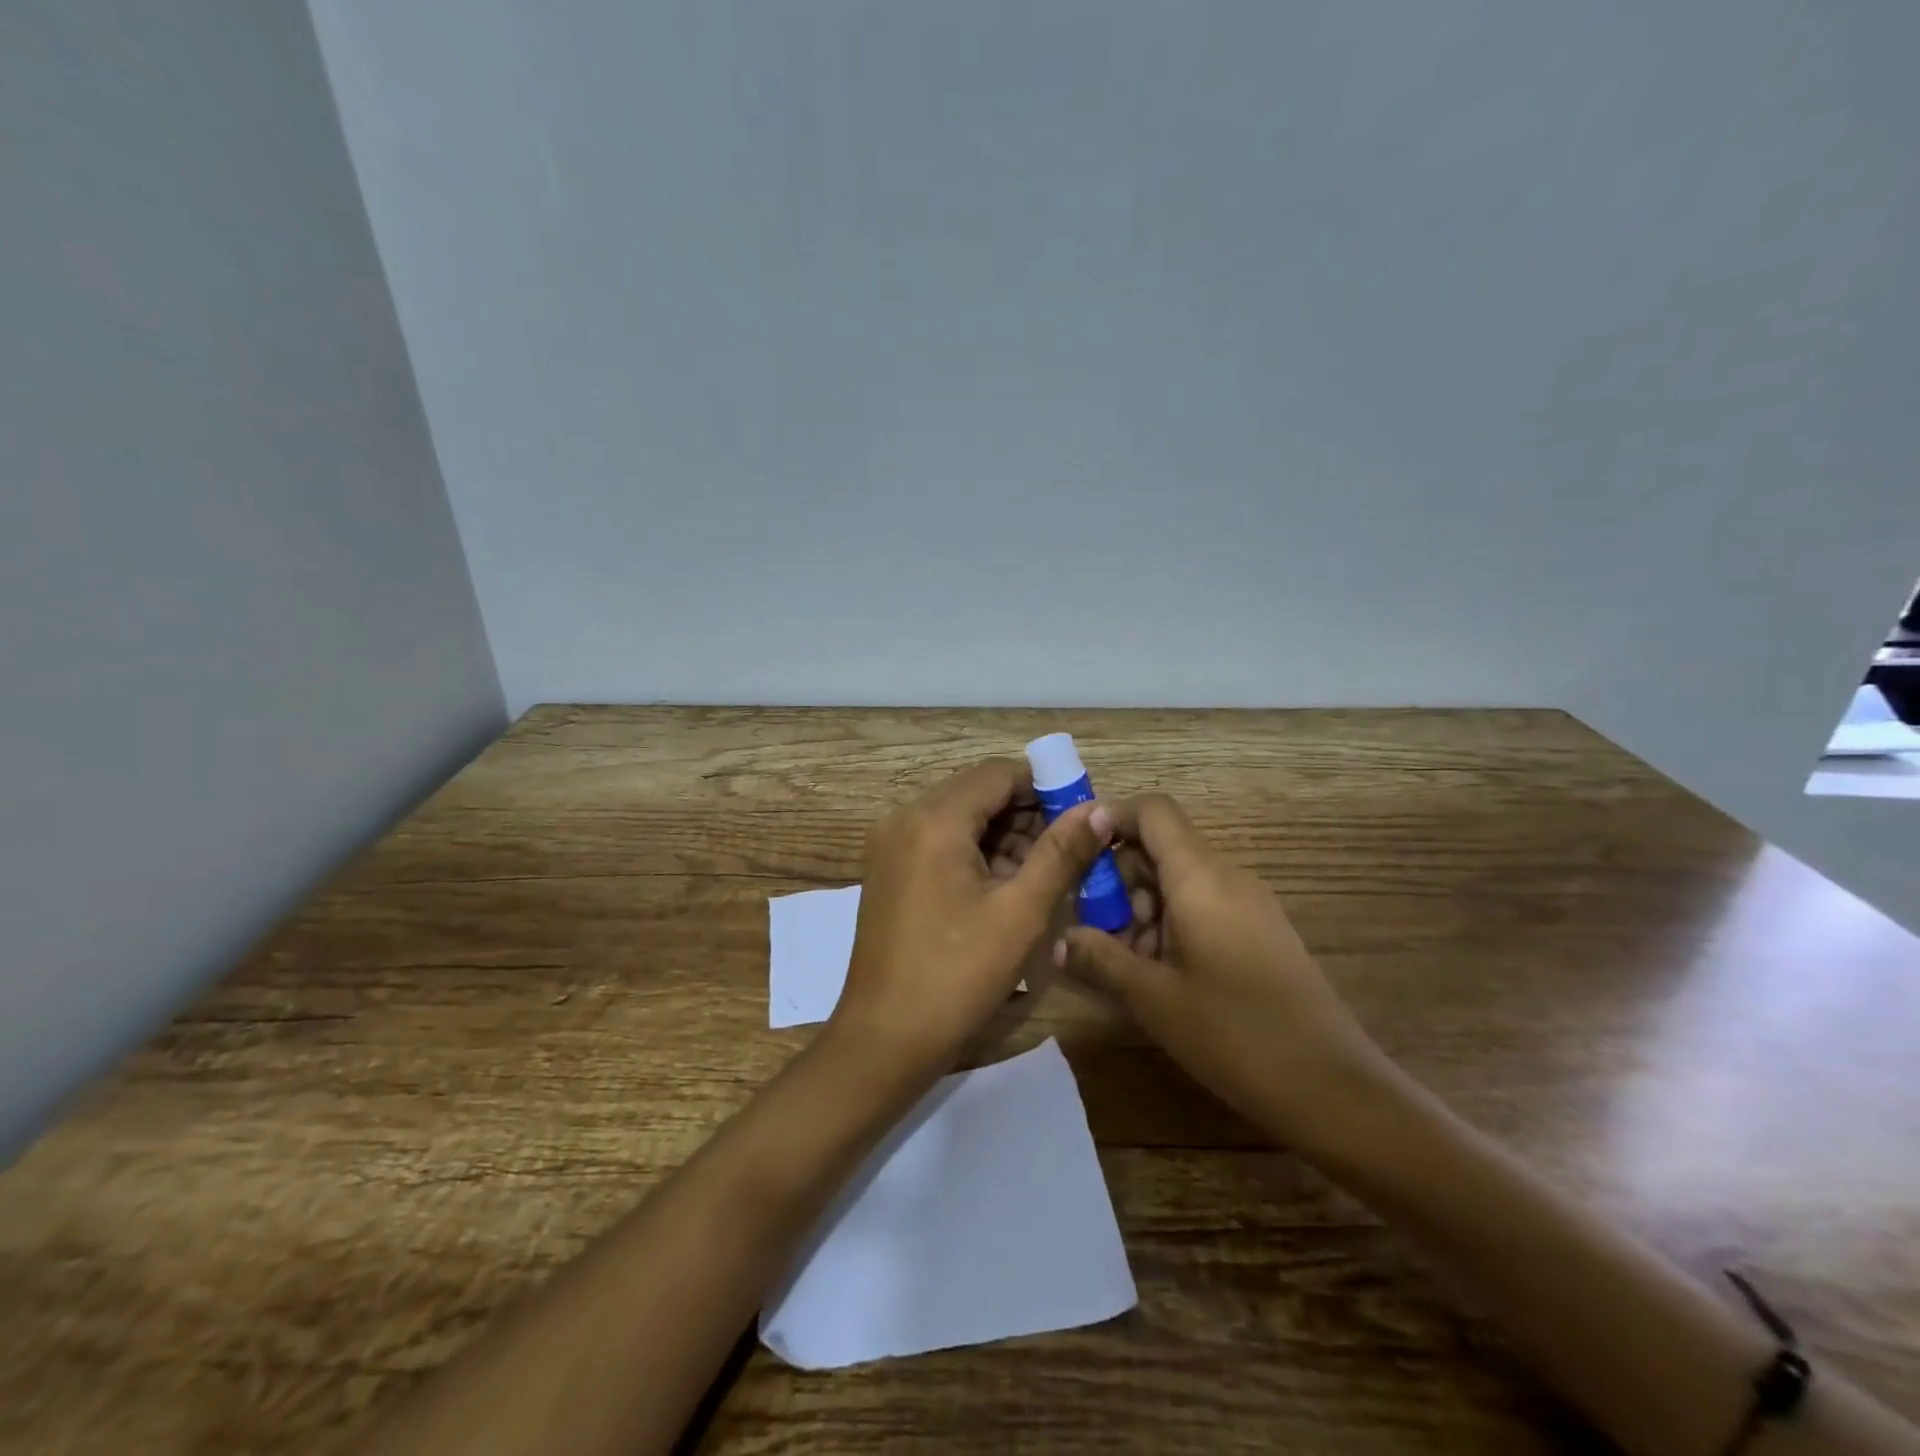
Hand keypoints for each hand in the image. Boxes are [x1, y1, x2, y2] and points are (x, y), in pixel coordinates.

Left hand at [827, 758, 1115, 1083]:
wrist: (885, 1039)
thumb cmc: (957, 976)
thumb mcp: (1020, 913)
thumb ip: (1061, 853)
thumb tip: (1098, 810)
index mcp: (933, 820)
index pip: (997, 774)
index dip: (1044, 786)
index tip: (1080, 813)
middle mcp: (904, 819)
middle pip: (976, 793)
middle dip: (1025, 813)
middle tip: (1069, 848)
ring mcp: (890, 846)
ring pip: (958, 818)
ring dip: (1002, 835)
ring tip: (1044, 872)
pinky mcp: (887, 871)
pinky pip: (939, 842)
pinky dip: (974, 853)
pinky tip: (1005, 886)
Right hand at [1058, 794, 1388, 1150]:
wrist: (1332, 1088)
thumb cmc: (1235, 1034)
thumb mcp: (1153, 998)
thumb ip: (1100, 959)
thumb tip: (1058, 940)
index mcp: (1201, 877)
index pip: (1153, 811)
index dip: (1110, 817)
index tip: (1075, 850)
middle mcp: (1227, 876)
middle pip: (1162, 846)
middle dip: (1118, 877)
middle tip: (1094, 926)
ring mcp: (1249, 903)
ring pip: (1179, 880)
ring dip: (1142, 906)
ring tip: (1124, 961)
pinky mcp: (1259, 931)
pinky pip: (1203, 904)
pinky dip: (1170, 924)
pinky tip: (1160, 974)